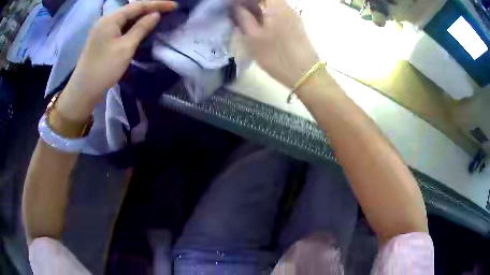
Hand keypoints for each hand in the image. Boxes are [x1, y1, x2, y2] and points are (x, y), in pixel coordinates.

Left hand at [57, 1, 176, 120]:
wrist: (83, 91)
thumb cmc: (104, 69)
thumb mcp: (126, 48)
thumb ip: (141, 28)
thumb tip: (155, 14)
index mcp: (111, 19)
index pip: (138, 5)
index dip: (157, 4)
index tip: (174, 6)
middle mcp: (105, 20)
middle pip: (131, 10)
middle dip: (149, 9)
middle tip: (167, 11)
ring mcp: (102, 29)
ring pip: (125, 19)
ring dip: (141, 18)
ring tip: (157, 18)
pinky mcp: (101, 39)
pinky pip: (119, 27)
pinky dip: (131, 26)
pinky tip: (140, 28)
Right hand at [234, 0, 319, 87]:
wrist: (305, 74)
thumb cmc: (277, 56)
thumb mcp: (253, 38)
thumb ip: (243, 17)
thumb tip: (235, 6)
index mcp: (275, 5)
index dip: (243, 0)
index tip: (233, 6)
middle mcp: (286, 6)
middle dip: (249, 3)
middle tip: (236, 12)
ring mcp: (292, 14)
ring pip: (271, 4)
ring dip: (256, 8)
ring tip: (244, 18)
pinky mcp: (295, 23)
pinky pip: (277, 11)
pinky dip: (265, 13)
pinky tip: (257, 23)